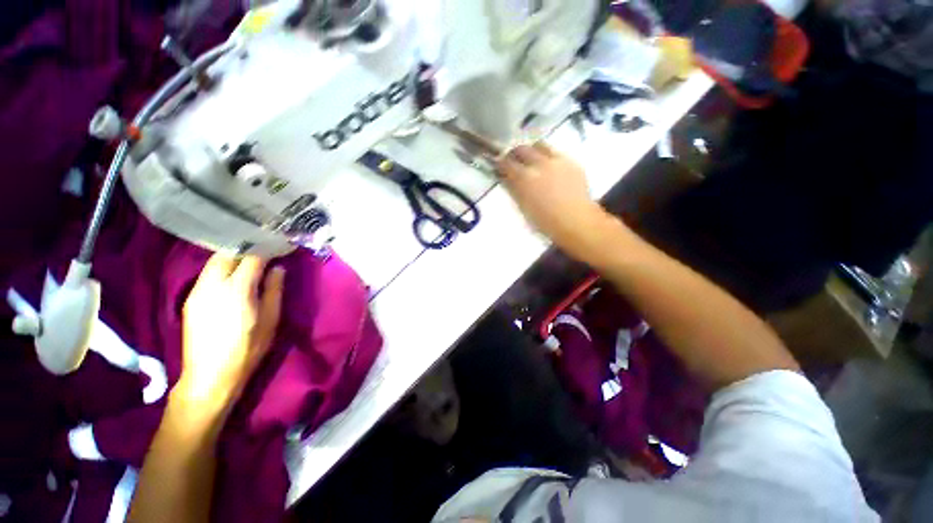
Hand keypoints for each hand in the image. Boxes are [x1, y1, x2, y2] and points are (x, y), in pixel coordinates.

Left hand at [176, 254, 284, 413]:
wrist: (210, 376)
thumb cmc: (248, 348)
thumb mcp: (271, 320)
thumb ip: (274, 290)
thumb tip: (278, 269)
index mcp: (237, 289)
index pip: (252, 258)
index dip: (267, 250)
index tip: (279, 247)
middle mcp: (213, 285)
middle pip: (227, 254)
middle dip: (246, 249)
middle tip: (263, 251)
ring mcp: (197, 291)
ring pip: (213, 262)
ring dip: (232, 257)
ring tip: (249, 261)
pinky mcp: (190, 300)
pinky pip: (207, 274)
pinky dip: (221, 269)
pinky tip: (232, 277)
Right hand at [497, 143, 624, 257]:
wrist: (576, 221)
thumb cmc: (545, 222)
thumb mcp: (523, 208)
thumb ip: (514, 190)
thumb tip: (507, 179)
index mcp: (524, 178)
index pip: (506, 163)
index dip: (500, 164)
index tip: (499, 167)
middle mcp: (539, 164)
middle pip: (522, 149)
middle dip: (515, 154)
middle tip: (513, 161)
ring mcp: (557, 161)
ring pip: (540, 145)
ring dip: (532, 151)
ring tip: (532, 160)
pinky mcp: (571, 162)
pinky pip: (556, 153)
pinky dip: (548, 157)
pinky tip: (550, 168)